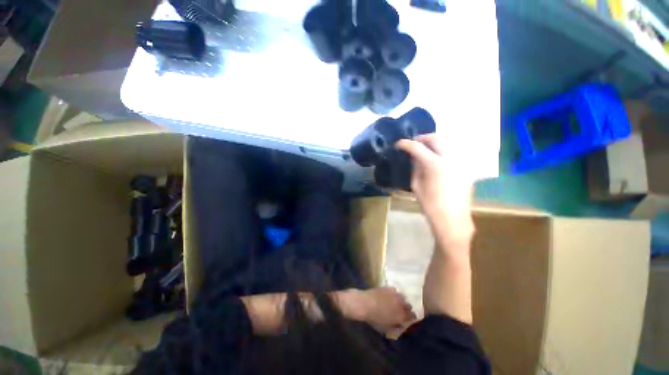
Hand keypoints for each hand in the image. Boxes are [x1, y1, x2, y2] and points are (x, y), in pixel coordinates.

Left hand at [340, 287, 414, 334]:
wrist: (365, 304)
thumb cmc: (374, 319)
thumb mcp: (385, 328)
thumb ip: (394, 326)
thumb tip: (399, 324)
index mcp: (401, 316)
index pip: (412, 316)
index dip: (411, 317)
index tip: (409, 318)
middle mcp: (400, 304)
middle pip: (408, 305)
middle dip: (406, 308)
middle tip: (402, 310)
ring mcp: (395, 295)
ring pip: (403, 297)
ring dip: (401, 300)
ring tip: (396, 302)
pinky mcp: (388, 288)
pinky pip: (395, 290)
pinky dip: (394, 293)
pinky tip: (389, 295)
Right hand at [395, 134, 474, 247]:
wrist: (452, 218)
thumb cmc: (430, 205)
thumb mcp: (416, 186)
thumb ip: (416, 168)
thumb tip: (415, 157)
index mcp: (435, 165)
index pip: (417, 147)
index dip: (406, 144)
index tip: (398, 144)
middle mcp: (450, 158)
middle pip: (436, 138)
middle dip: (422, 138)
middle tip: (414, 143)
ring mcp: (461, 161)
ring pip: (449, 141)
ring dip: (435, 140)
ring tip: (426, 147)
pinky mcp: (466, 167)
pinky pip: (455, 151)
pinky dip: (445, 148)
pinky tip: (438, 156)